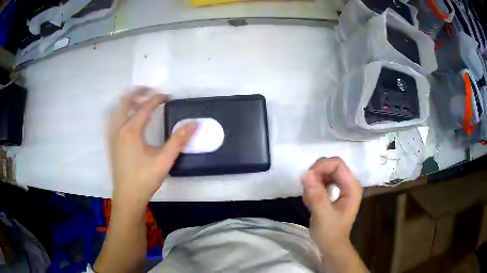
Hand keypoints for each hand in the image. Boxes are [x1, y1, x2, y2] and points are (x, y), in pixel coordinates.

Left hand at [108, 87, 196, 205]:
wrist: (128, 196)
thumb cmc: (144, 179)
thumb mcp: (164, 160)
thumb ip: (178, 141)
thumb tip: (193, 123)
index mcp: (131, 131)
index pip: (145, 107)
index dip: (158, 99)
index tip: (168, 97)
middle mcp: (119, 129)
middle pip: (125, 101)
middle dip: (139, 92)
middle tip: (151, 92)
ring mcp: (112, 135)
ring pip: (116, 109)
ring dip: (127, 100)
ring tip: (139, 101)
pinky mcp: (111, 143)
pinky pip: (112, 119)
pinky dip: (119, 111)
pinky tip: (127, 118)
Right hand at [302, 157, 362, 257]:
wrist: (331, 246)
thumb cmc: (330, 232)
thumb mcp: (322, 214)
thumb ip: (316, 194)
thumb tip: (306, 174)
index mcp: (352, 187)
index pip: (338, 164)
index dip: (322, 166)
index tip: (307, 177)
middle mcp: (349, 184)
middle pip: (332, 166)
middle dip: (317, 173)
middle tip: (306, 187)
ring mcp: (342, 188)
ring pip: (326, 172)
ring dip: (314, 181)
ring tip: (308, 196)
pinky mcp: (335, 192)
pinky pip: (323, 181)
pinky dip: (314, 187)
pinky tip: (310, 199)